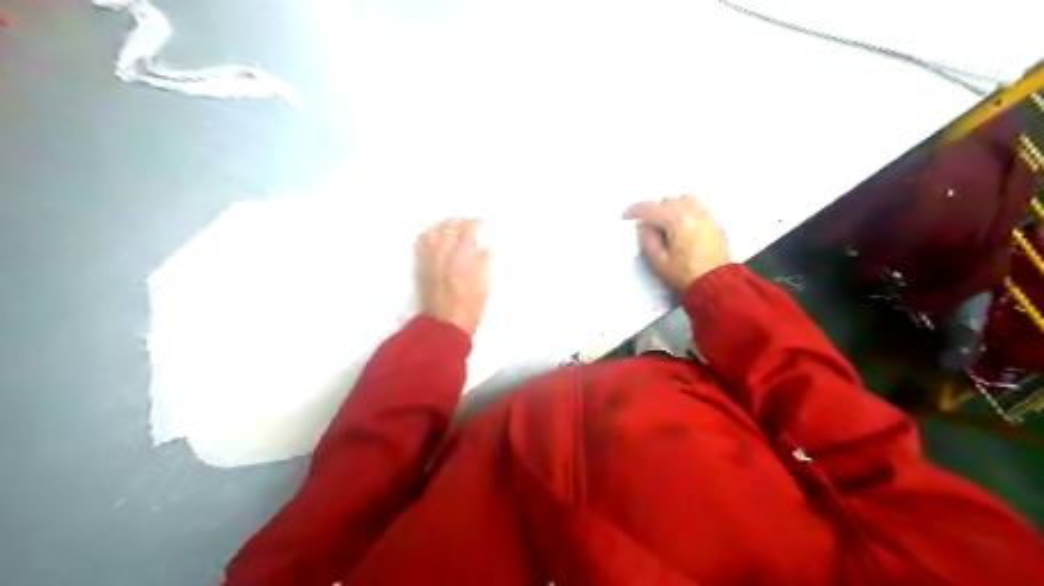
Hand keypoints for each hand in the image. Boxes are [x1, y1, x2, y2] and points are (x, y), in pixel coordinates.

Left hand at [414, 217, 491, 335]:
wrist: (445, 324)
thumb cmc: (470, 308)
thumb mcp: (484, 286)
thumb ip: (484, 263)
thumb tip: (486, 247)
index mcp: (463, 257)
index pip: (468, 228)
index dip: (475, 224)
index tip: (481, 226)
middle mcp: (444, 253)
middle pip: (449, 225)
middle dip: (460, 223)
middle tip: (469, 228)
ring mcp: (430, 258)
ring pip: (433, 230)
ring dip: (444, 228)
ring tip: (452, 232)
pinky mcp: (422, 265)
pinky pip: (422, 242)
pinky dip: (429, 237)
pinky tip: (436, 241)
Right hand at [622, 191, 727, 290]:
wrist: (716, 284)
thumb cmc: (684, 274)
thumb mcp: (659, 261)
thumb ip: (648, 239)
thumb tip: (644, 226)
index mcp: (676, 220)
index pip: (651, 208)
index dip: (635, 210)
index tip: (626, 216)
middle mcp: (693, 212)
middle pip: (668, 201)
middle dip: (655, 209)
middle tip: (648, 224)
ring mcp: (706, 216)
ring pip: (685, 200)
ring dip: (672, 207)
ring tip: (667, 222)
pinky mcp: (715, 224)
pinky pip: (698, 208)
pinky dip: (686, 211)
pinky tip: (684, 227)